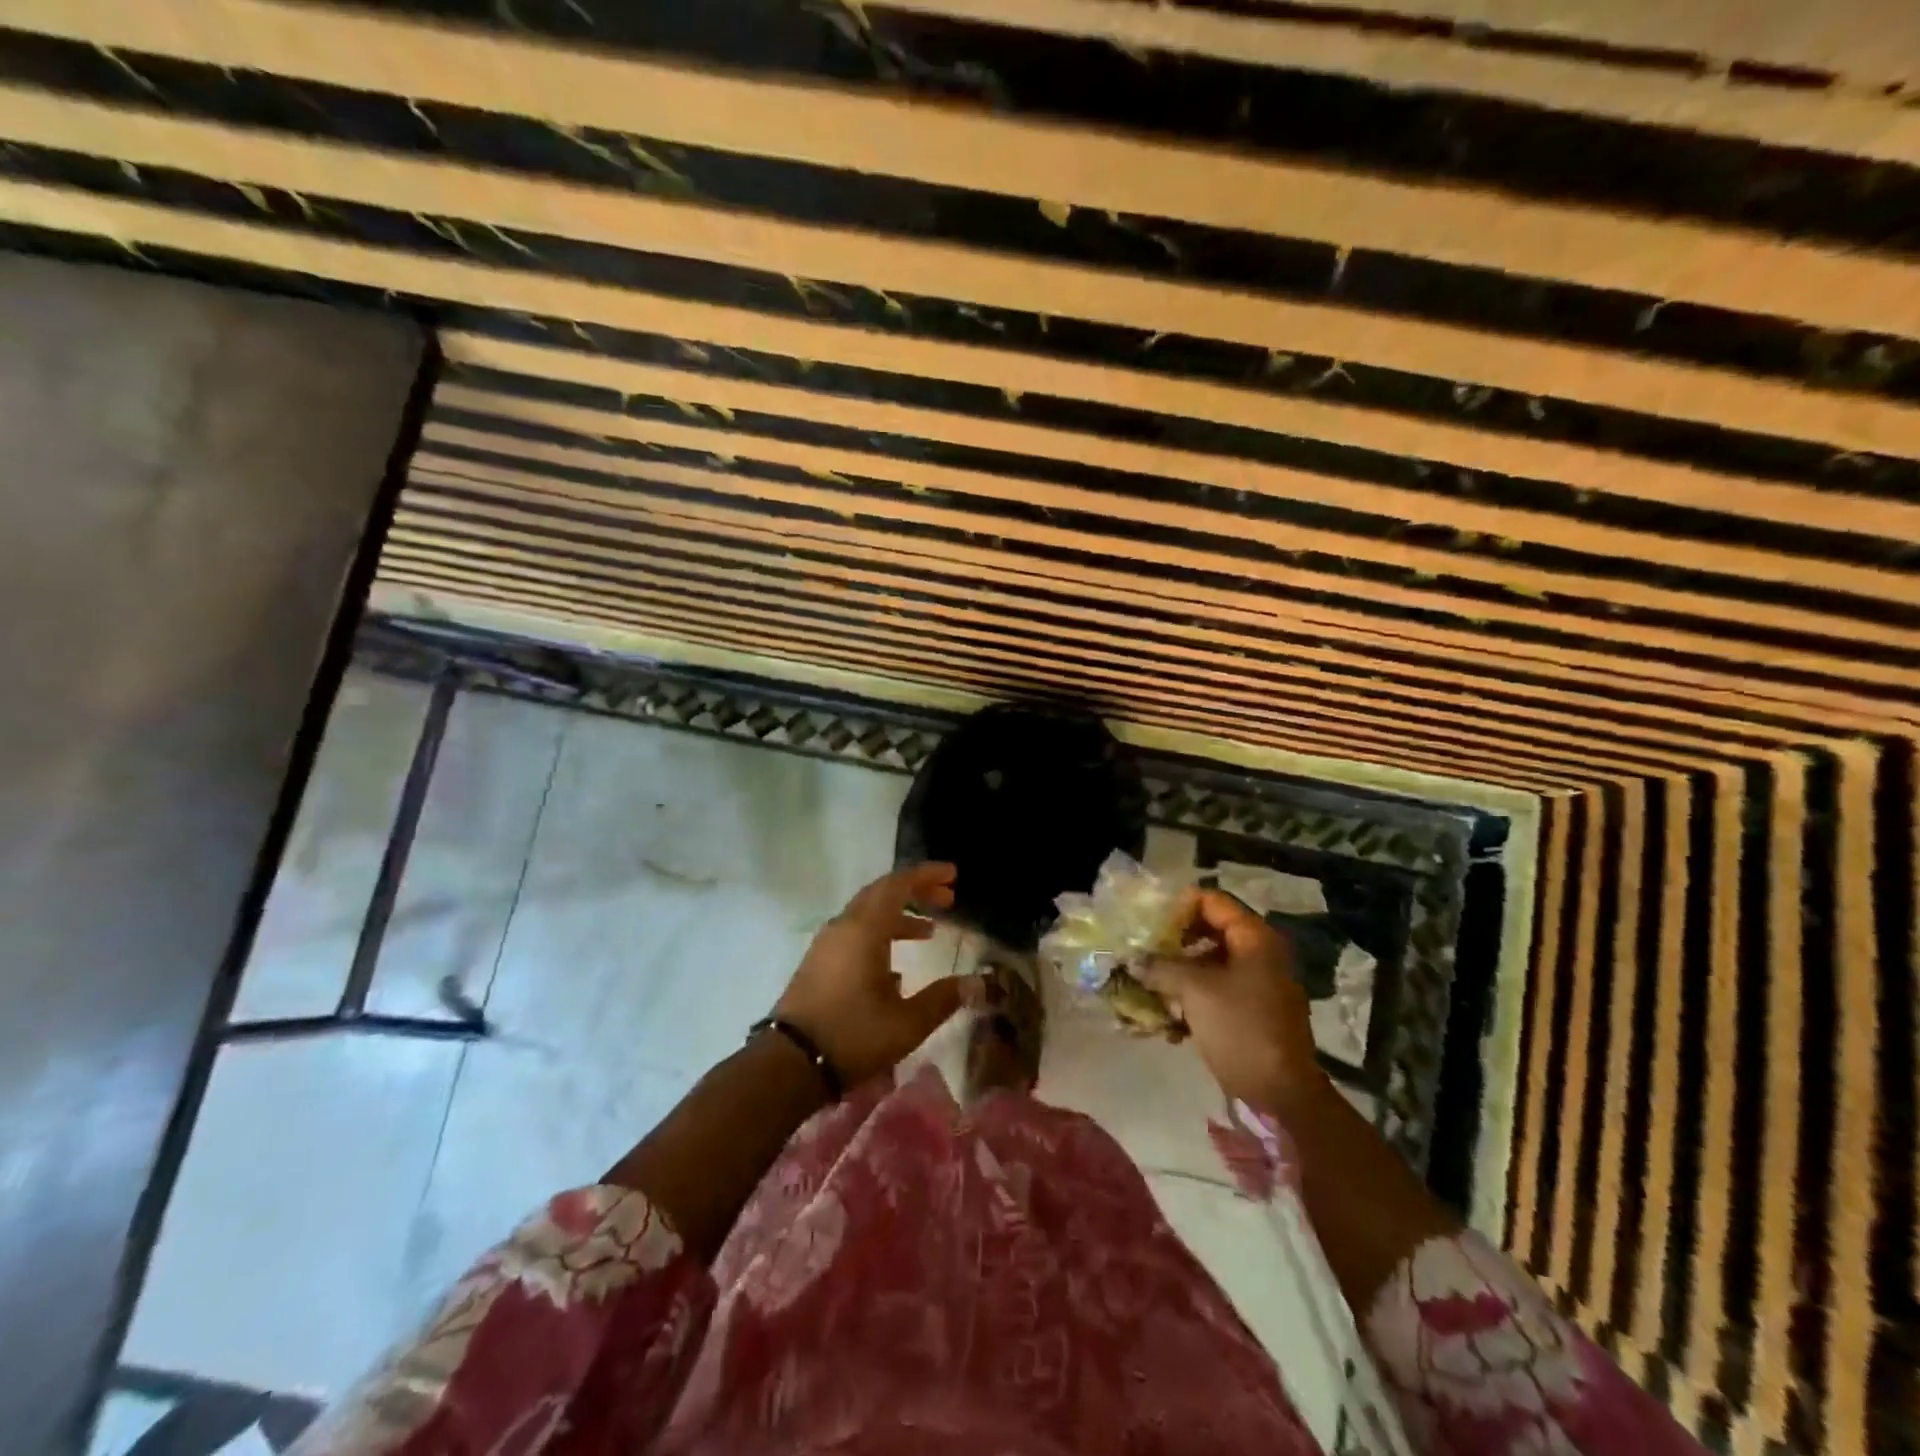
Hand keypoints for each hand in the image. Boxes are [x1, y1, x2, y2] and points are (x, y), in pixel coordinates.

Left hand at [772, 862, 974, 1088]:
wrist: (790, 1064)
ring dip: (899, 915)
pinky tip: (897, 967)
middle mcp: (844, 927)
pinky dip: (880, 934)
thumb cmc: (853, 1036)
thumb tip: (977, 982)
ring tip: (929, 930)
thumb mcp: (907, 1023)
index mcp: (865, 929)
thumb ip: (943, 998)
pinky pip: (855, 933)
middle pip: (882, 893)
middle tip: (947, 897)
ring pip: (867, 914)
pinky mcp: (819, 963)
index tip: (953, 875)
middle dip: (916, 891)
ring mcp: (827, 944)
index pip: (898, 885)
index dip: (927, 875)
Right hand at [1140, 888, 1323, 1108]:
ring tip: (1150, 991)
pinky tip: (1170, 1025)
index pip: (1210, 900)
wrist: (1282, 1093)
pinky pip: (1216, 992)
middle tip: (1144, 956)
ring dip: (1178, 975)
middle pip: (1208, 931)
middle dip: (1172, 944)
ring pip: (1209, 964)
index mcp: (1253, 937)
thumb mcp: (1194, 990)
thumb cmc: (1240, 1028)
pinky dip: (1192, 1000)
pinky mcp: (1252, 1011)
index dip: (1177, 908)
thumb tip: (1134, 960)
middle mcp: (1259, 953)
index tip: (1148, 927)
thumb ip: (1161, 966)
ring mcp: (1258, 984)